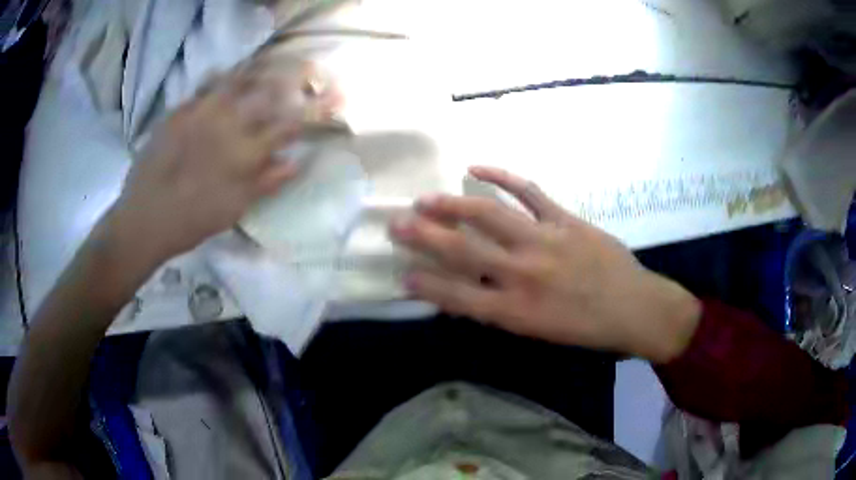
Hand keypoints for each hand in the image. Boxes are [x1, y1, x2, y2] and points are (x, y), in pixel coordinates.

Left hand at [107, 71, 328, 262]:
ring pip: (237, 80)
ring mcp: (200, 113)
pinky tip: (223, 75)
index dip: (317, 108)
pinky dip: (219, 77)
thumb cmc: (192, 221)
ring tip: (268, 65)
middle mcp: (227, 124)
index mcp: (244, 152)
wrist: (143, 219)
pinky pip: (203, 86)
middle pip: (267, 92)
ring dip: (257, 71)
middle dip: (291, 79)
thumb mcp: (233, 209)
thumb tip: (297, 160)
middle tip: (303, 71)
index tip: (336, 96)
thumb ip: (266, 182)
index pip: (290, 124)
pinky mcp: (178, 112)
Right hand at [390, 166, 700, 362]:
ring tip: (426, 199)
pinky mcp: (564, 219)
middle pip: (464, 251)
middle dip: (425, 237)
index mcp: (515, 311)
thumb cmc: (586, 329)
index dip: (425, 285)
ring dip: (453, 206)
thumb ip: (501, 311)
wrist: (634, 308)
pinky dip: (501, 176)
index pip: (457, 296)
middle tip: (396, 224)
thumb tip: (468, 292)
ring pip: (489, 216)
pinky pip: (528, 192)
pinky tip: (476, 167)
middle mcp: (522, 273)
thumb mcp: (538, 333)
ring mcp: (544, 240)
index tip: (401, 273)